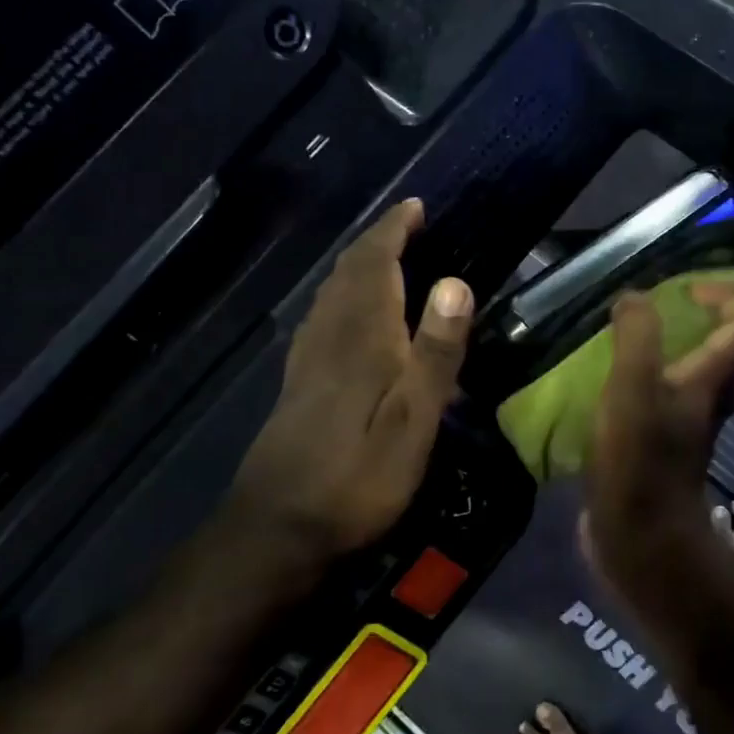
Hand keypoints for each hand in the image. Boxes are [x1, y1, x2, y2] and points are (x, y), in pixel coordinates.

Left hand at [227, 200, 472, 555]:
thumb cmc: (357, 477)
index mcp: (362, 336)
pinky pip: (322, 316)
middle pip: (349, 271)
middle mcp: (330, 335)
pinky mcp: (298, 382)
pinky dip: (342, 294)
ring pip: (331, 292)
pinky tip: (349, 314)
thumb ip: (436, 352)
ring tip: (385, 256)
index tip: (415, 205)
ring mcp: (308, 359)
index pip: (375, 262)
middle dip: (376, 240)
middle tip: (407, 225)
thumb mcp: (413, 420)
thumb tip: (455, 281)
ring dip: (357, 264)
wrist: (278, 527)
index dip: (394, 229)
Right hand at [583, 286, 733, 578]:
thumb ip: (636, 339)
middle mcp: (713, 402)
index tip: (685, 291)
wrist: (640, 543)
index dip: (728, 295)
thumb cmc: (640, 466)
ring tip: (657, 337)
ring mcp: (694, 428)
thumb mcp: (631, 391)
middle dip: (732, 323)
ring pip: (718, 379)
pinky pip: (684, 400)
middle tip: (692, 309)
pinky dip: (669, 380)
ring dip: (700, 349)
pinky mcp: (669, 448)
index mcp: (712, 383)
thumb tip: (634, 298)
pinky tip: (629, 381)